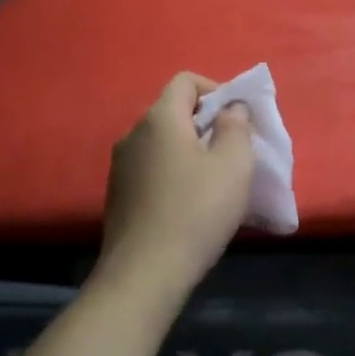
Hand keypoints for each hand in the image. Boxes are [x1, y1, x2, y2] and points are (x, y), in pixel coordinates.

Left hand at [95, 73, 254, 305]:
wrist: (144, 275)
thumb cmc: (196, 211)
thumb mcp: (234, 164)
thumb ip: (237, 126)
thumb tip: (230, 110)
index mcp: (160, 118)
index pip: (186, 81)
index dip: (216, 89)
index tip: (237, 119)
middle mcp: (133, 134)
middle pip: (174, 111)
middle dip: (206, 123)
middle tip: (233, 151)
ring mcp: (120, 166)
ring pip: (162, 142)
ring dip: (190, 150)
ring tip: (215, 181)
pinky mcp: (118, 195)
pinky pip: (152, 168)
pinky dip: (174, 173)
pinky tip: (191, 205)